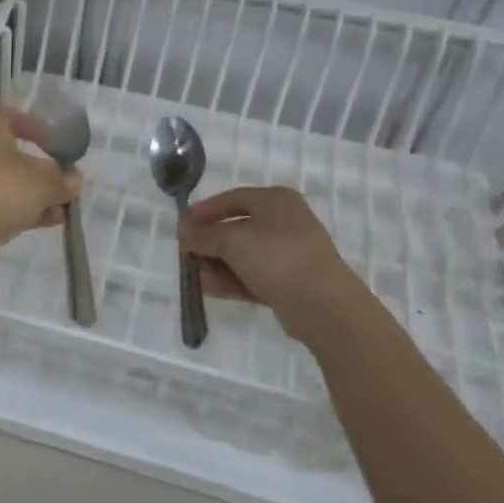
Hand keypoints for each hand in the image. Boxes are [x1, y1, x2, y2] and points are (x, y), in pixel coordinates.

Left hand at [0, 104, 80, 270]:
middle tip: (59, 180)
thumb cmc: (3, 188)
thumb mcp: (44, 182)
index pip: (3, 113)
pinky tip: (46, 223)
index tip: (50, 140)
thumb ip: (62, 179)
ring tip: (61, 209)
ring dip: (32, 195)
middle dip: (36, 169)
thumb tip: (74, 178)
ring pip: (3, 183)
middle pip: (6, 153)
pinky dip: (19, 210)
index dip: (29, 123)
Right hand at [178, 186, 360, 333]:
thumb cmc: (275, 257)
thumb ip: (203, 235)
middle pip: (237, 227)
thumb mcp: (231, 240)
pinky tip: (209, 289)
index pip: (232, 198)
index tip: (182, 226)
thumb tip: (184, 233)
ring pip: (245, 255)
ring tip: (193, 276)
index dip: (204, 211)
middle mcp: (285, 221)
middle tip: (185, 254)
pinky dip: (232, 280)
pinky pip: (254, 276)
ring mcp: (290, 253)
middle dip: (209, 242)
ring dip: (217, 264)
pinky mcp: (291, 282)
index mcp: (275, 200)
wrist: (322, 304)